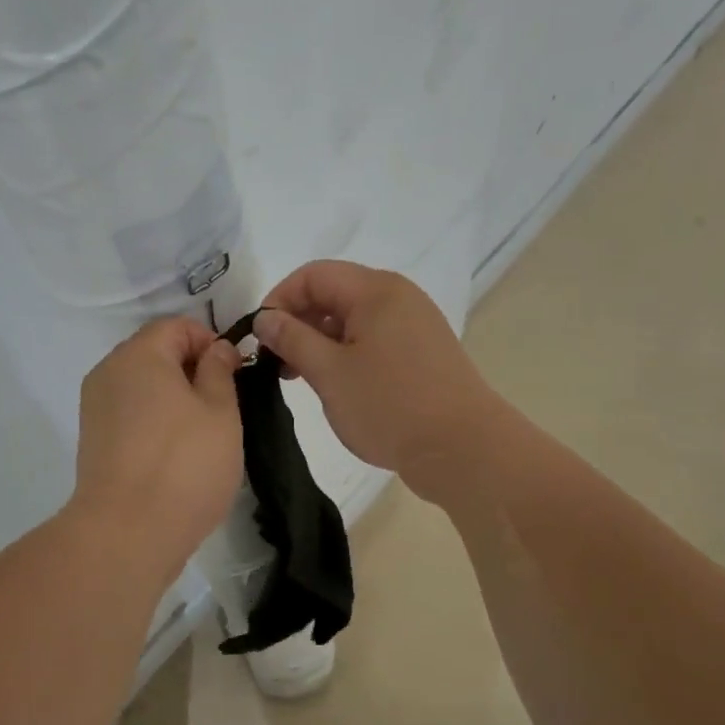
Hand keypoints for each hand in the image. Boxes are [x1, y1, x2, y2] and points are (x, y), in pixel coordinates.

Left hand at [70, 318, 243, 571]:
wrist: (126, 533)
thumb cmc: (184, 465)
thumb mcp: (220, 412)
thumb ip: (219, 371)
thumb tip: (215, 350)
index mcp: (138, 355)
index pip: (177, 326)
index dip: (210, 342)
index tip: (235, 374)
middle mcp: (108, 372)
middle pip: (155, 353)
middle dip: (191, 369)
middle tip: (223, 405)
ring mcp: (95, 408)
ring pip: (142, 386)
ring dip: (173, 397)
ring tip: (202, 433)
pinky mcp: (93, 440)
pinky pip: (129, 413)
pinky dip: (154, 420)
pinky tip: (175, 453)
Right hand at [254, 261, 501, 504]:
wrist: (463, 449)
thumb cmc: (390, 405)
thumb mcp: (329, 372)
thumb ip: (292, 339)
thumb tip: (265, 318)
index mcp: (376, 290)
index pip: (313, 275)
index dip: (279, 300)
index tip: (261, 337)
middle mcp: (397, 297)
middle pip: (334, 293)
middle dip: (298, 321)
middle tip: (276, 362)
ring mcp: (413, 325)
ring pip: (352, 319)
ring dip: (319, 340)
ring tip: (299, 377)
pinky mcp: (420, 352)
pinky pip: (372, 339)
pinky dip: (344, 353)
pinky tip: (333, 383)